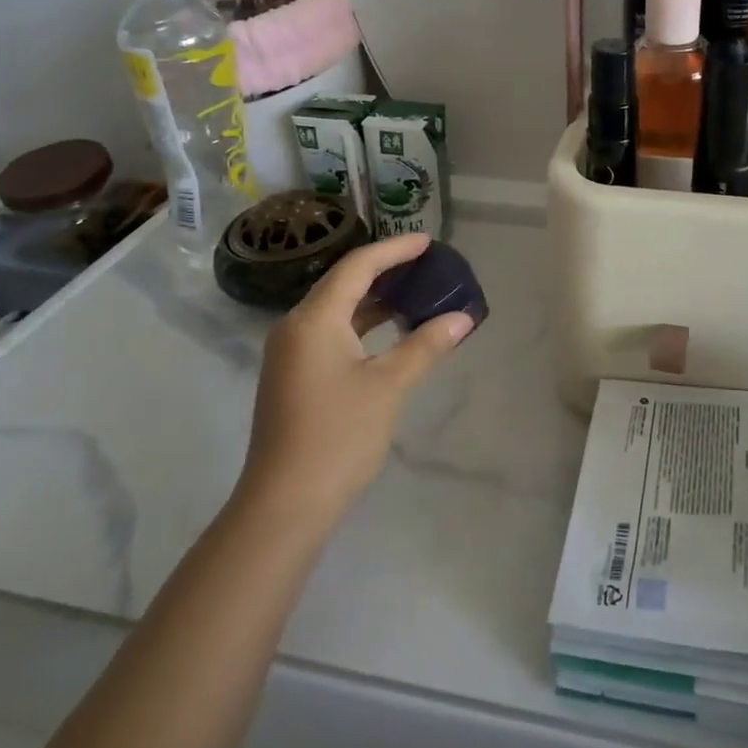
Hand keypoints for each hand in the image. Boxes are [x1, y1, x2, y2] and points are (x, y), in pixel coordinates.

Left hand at [239, 234, 474, 522]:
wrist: (284, 505)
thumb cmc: (338, 437)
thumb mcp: (389, 386)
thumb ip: (425, 345)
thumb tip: (462, 317)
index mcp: (314, 319)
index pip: (357, 266)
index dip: (394, 250)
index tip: (428, 242)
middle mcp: (296, 326)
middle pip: (344, 282)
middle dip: (386, 270)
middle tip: (427, 264)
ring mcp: (292, 352)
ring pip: (338, 309)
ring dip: (376, 298)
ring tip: (416, 290)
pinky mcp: (295, 375)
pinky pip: (333, 332)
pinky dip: (364, 324)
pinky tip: (392, 330)